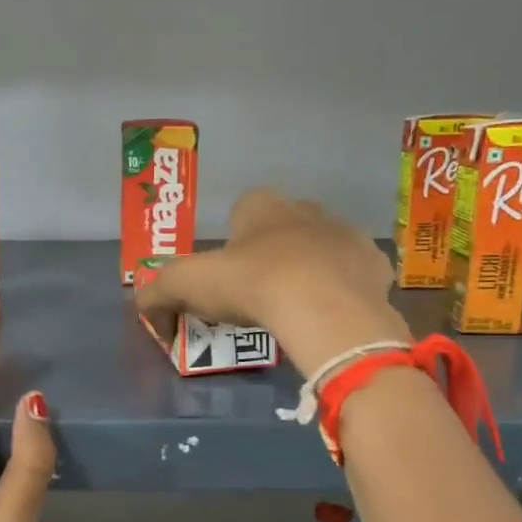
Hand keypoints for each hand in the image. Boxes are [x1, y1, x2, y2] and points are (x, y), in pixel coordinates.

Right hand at [134, 189, 410, 373]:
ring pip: (322, 249)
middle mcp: (307, 209)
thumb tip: (147, 311)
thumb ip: (157, 293)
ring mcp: (346, 235)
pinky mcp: (375, 265)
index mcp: (263, 205)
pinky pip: (354, 275)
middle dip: (272, 254)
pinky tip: (330, 316)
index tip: (226, 277)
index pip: (242, 211)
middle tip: (259, 295)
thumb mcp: (187, 285)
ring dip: (310, 270)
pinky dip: (342, 292)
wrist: (324, 308)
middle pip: (284, 228)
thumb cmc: (253, 284)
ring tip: (296, 309)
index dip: (231, 242)